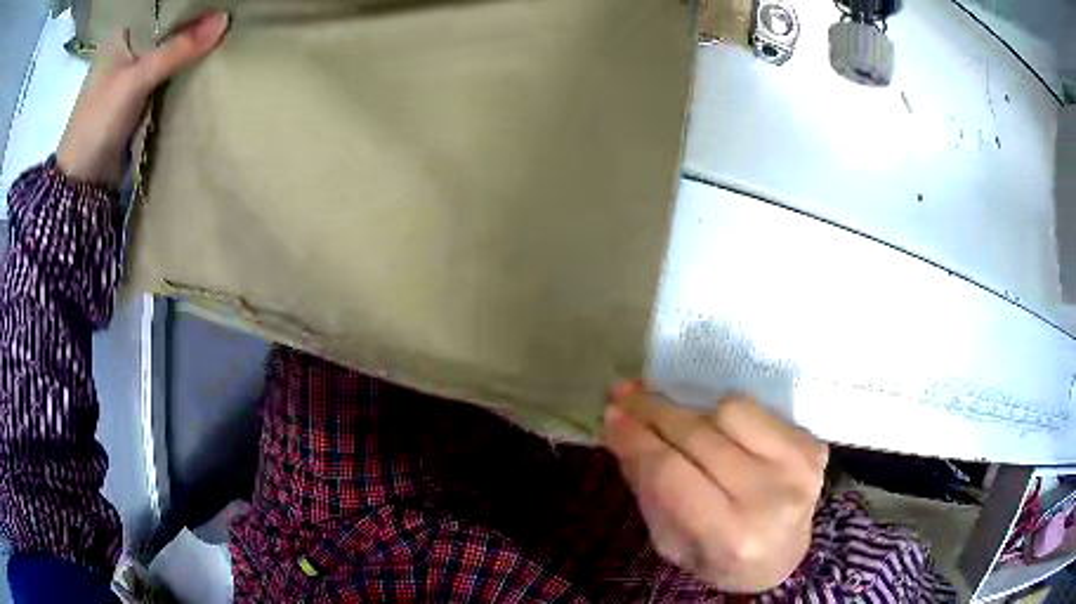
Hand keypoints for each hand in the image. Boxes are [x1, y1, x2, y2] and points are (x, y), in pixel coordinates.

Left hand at [57, 12, 228, 185]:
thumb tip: (225, 19)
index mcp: (119, 36)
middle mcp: (125, 51)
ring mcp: (129, 77)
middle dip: (191, 26)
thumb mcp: (137, 78)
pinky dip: (179, 74)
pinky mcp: (135, 101)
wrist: (82, 183)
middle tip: (226, 12)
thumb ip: (177, 49)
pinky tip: (201, 63)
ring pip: (166, 54)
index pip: (160, 7)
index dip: (187, 2)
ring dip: (187, 51)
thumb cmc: (98, 121)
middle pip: (165, 30)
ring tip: (221, 33)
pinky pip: (163, 78)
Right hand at [603, 383, 827, 593]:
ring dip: (694, 413)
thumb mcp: (671, 543)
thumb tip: (622, 429)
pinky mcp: (813, 444)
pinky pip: (758, 409)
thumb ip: (648, 489)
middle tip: (625, 395)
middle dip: (655, 411)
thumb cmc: (719, 559)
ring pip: (730, 411)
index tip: (611, 415)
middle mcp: (771, 498)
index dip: (637, 439)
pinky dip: (728, 414)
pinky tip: (717, 430)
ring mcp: (798, 466)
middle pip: (700, 436)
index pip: (672, 473)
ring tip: (675, 422)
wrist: (783, 557)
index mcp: (731, 536)